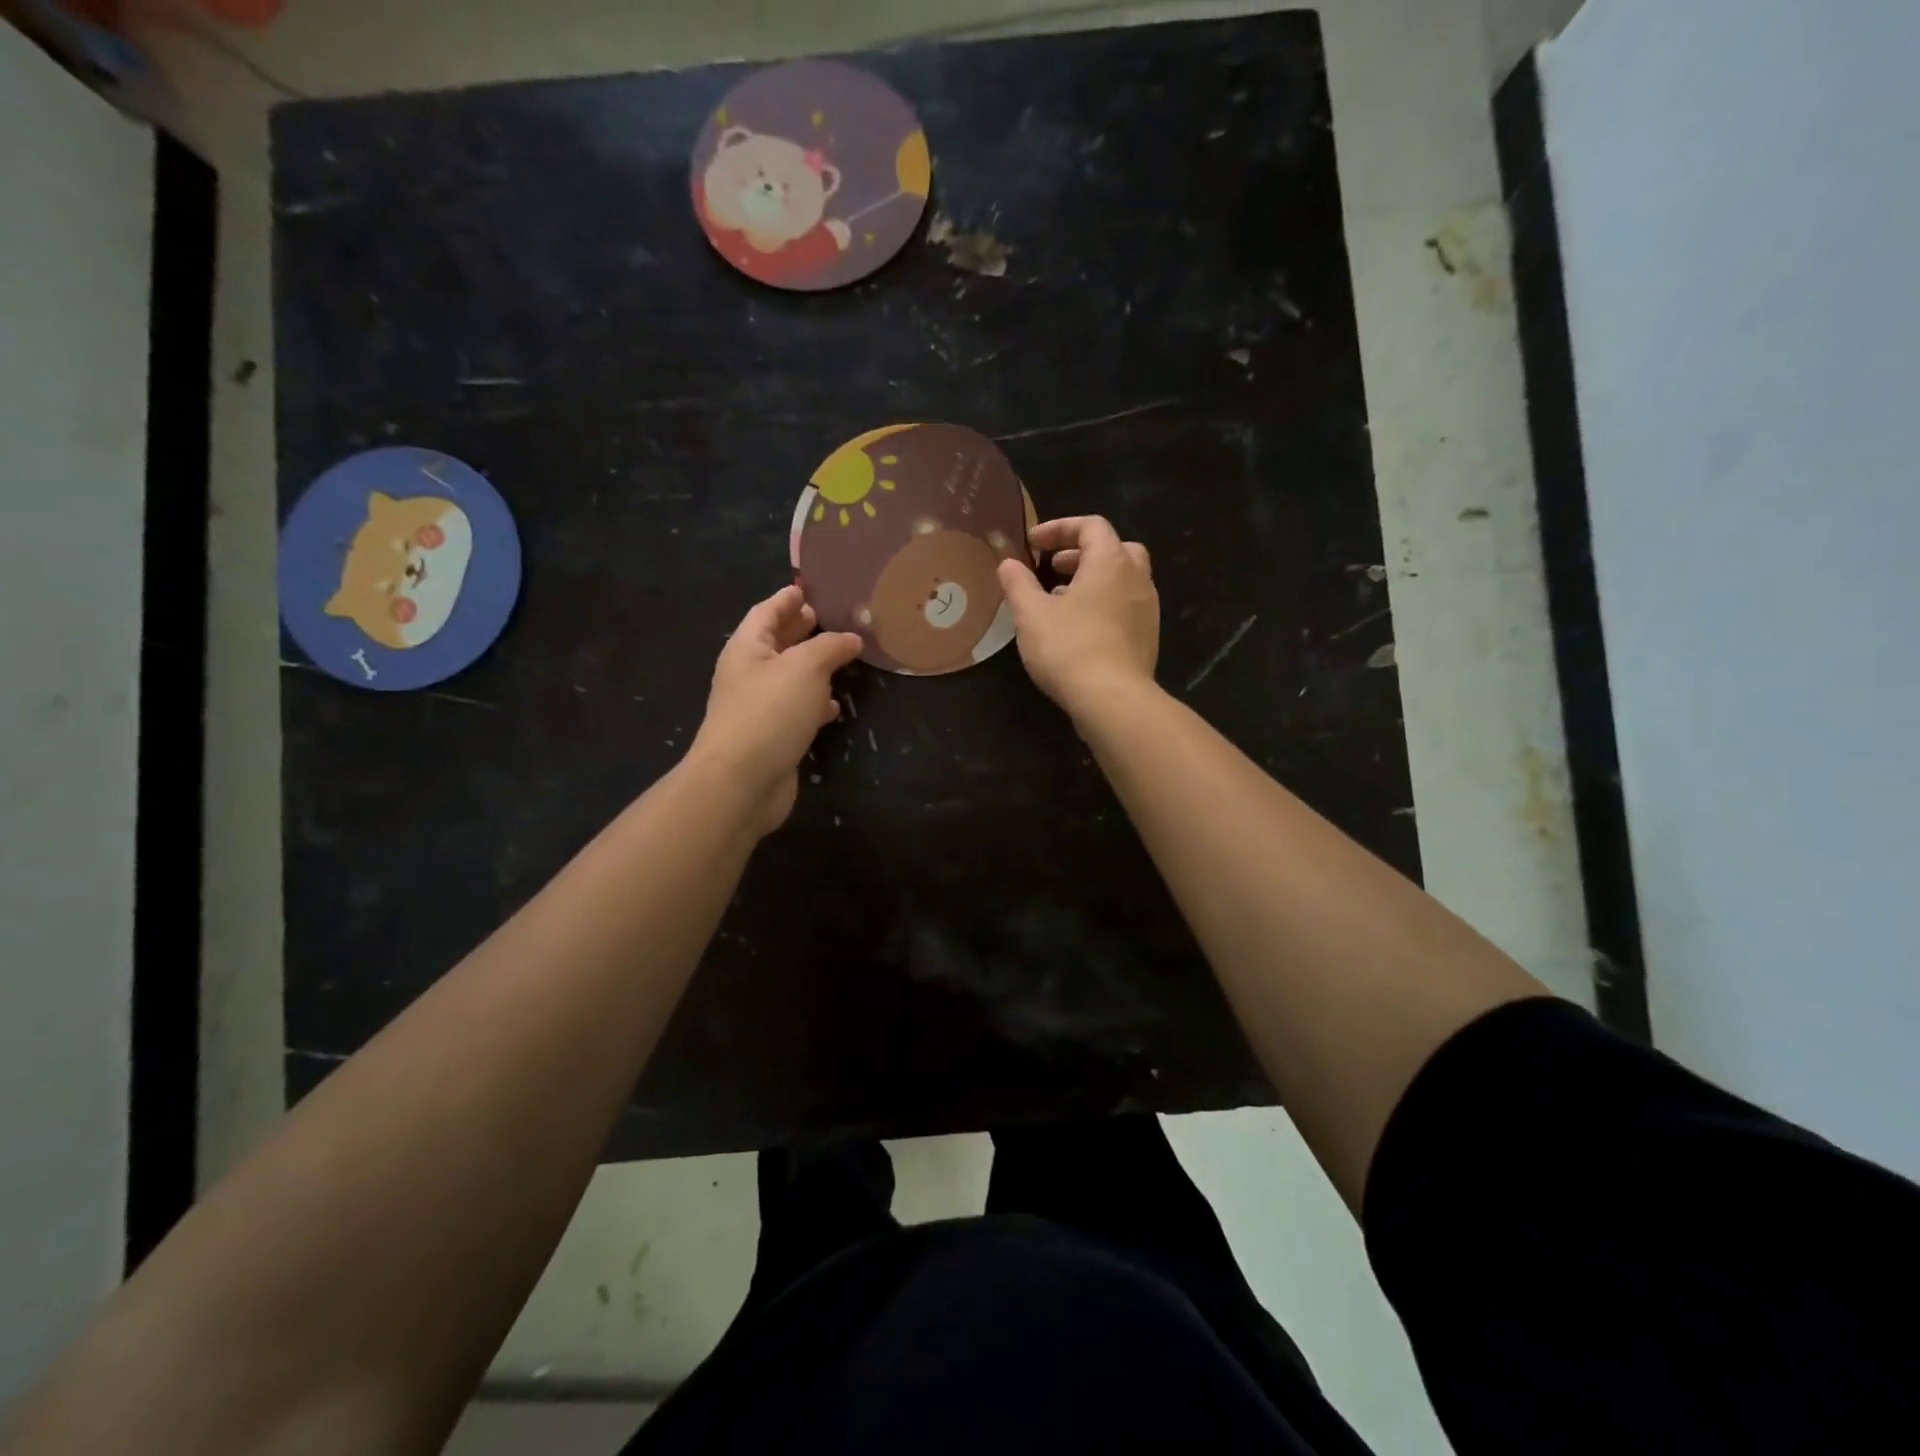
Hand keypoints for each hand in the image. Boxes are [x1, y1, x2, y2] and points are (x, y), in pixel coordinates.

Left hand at [687, 585, 862, 835]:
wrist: (742, 781)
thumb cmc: (770, 712)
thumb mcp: (805, 667)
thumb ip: (830, 647)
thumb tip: (851, 638)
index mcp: (747, 648)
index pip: (767, 612)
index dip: (787, 599)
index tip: (808, 588)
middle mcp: (749, 674)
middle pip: (777, 643)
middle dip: (800, 629)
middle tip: (828, 616)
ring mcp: (760, 707)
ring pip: (790, 677)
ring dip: (812, 666)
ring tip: (841, 656)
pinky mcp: (774, 736)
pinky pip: (797, 709)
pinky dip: (815, 702)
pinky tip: (834, 705)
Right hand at [996, 515, 1159, 718]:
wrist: (1112, 700)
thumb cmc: (1069, 648)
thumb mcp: (1031, 614)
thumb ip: (1018, 583)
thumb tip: (1008, 563)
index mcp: (1111, 562)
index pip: (1091, 526)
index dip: (1059, 528)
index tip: (1033, 544)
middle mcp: (1137, 578)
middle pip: (1115, 548)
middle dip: (1082, 553)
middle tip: (1053, 568)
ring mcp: (1147, 609)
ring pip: (1122, 580)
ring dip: (1092, 581)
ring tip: (1060, 601)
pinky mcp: (1147, 638)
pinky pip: (1125, 607)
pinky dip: (1103, 605)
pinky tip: (1078, 630)